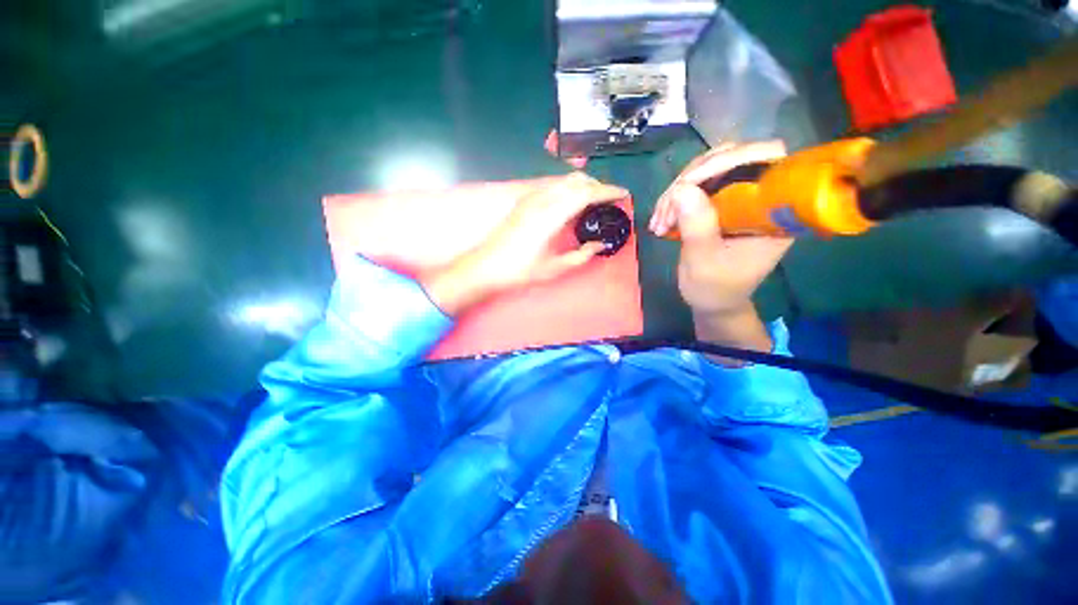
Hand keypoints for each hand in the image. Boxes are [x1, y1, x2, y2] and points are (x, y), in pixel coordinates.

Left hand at [424, 173, 628, 315]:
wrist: (486, 267)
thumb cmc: (520, 271)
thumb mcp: (554, 268)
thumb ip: (581, 255)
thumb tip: (599, 246)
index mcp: (552, 215)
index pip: (586, 193)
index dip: (608, 191)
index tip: (624, 194)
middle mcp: (542, 200)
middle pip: (576, 181)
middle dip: (597, 185)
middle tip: (610, 200)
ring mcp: (531, 198)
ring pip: (563, 181)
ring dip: (582, 186)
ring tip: (594, 201)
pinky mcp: (524, 202)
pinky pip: (552, 187)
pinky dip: (568, 190)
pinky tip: (570, 204)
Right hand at [650, 141, 792, 354]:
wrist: (713, 301)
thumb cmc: (715, 288)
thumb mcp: (704, 262)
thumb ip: (698, 227)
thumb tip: (681, 189)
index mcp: (775, 210)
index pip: (766, 159)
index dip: (729, 160)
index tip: (688, 184)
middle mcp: (762, 195)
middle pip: (732, 158)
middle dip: (692, 179)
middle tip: (665, 210)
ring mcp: (741, 196)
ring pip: (710, 169)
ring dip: (678, 190)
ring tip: (658, 221)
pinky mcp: (722, 202)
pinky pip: (698, 184)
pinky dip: (676, 198)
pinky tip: (661, 219)